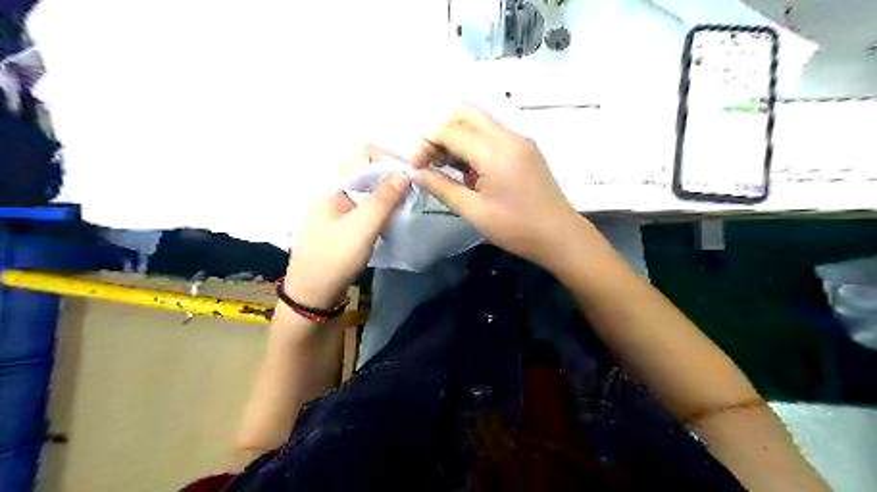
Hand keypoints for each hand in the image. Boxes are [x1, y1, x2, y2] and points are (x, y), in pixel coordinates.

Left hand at [287, 146, 413, 308]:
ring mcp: (334, 204)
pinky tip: (390, 217)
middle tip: (413, 193)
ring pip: (366, 186)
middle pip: (366, 169)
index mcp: (331, 183)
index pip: (365, 154)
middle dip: (391, 176)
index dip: (391, 160)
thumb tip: (405, 173)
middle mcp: (331, 188)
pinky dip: (380, 205)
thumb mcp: (362, 228)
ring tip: (406, 205)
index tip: (413, 177)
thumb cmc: (334, 258)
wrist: (311, 294)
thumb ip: (383, 199)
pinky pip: (363, 202)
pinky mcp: (339, 220)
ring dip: (387, 191)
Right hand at [409, 105, 579, 269]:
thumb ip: (442, 188)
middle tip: (432, 161)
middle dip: (441, 132)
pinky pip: (492, 135)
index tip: (416, 167)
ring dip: (457, 138)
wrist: (561, 236)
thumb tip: (416, 173)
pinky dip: (474, 145)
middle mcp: (508, 136)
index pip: (449, 130)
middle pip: (464, 113)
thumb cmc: (516, 228)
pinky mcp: (525, 149)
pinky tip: (470, 172)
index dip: (426, 144)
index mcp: (495, 152)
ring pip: (479, 122)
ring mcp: (519, 140)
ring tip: (448, 169)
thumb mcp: (474, 212)